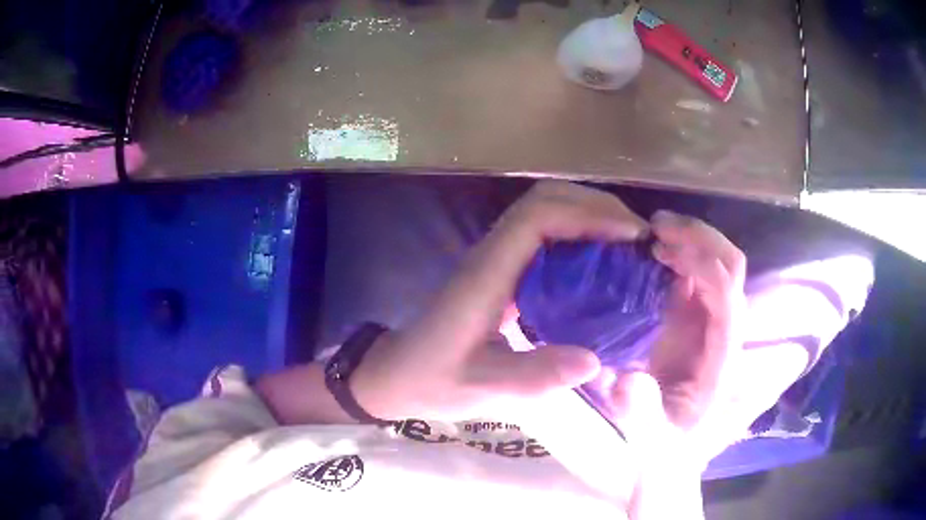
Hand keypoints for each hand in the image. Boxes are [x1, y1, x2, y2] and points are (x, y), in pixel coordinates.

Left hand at [350, 181, 647, 420]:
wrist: (398, 374)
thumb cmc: (432, 380)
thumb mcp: (482, 389)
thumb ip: (533, 376)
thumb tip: (594, 360)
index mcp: (487, 274)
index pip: (537, 217)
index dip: (588, 216)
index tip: (632, 238)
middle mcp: (492, 255)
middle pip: (544, 199)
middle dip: (596, 207)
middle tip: (640, 237)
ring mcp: (496, 259)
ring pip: (545, 211)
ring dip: (590, 216)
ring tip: (629, 245)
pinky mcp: (502, 271)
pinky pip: (545, 235)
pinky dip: (579, 236)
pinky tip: (602, 265)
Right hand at [612, 211, 746, 467]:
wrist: (666, 463)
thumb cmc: (664, 456)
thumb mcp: (651, 447)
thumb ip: (642, 418)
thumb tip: (626, 379)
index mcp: (722, 359)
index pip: (729, 300)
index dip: (704, 267)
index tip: (662, 249)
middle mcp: (722, 333)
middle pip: (730, 268)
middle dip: (701, 239)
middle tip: (655, 228)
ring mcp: (706, 325)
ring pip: (713, 266)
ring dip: (688, 241)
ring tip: (649, 234)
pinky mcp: (688, 325)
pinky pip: (690, 278)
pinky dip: (675, 256)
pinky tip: (648, 253)